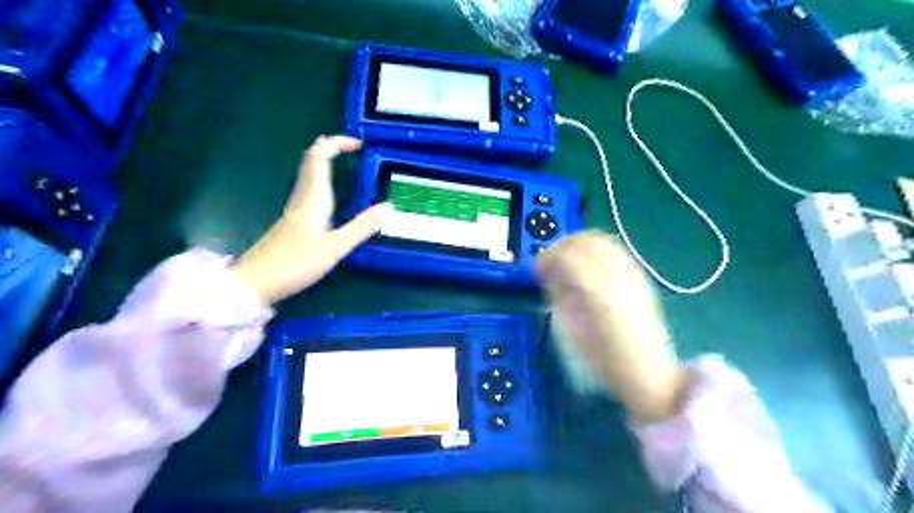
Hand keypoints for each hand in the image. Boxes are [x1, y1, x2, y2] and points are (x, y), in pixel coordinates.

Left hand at [232, 134, 388, 303]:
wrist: (255, 282)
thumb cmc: (296, 263)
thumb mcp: (335, 247)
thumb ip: (362, 227)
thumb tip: (388, 207)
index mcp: (313, 198)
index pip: (320, 157)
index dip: (336, 144)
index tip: (358, 144)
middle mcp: (302, 198)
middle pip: (311, 161)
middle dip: (330, 148)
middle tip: (352, 148)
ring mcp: (293, 209)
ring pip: (308, 175)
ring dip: (324, 162)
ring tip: (342, 162)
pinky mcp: (291, 222)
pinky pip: (308, 190)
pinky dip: (321, 180)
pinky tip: (328, 195)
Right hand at [537, 230, 684, 420]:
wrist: (648, 372)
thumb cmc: (603, 361)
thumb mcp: (570, 331)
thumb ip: (558, 297)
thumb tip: (549, 276)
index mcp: (597, 293)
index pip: (567, 256)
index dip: (546, 258)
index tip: (537, 270)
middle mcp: (617, 277)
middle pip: (585, 241)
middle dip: (561, 246)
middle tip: (550, 262)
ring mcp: (632, 275)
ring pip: (601, 241)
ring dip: (578, 245)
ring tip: (567, 260)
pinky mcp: (641, 278)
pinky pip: (615, 250)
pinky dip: (596, 249)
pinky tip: (588, 264)